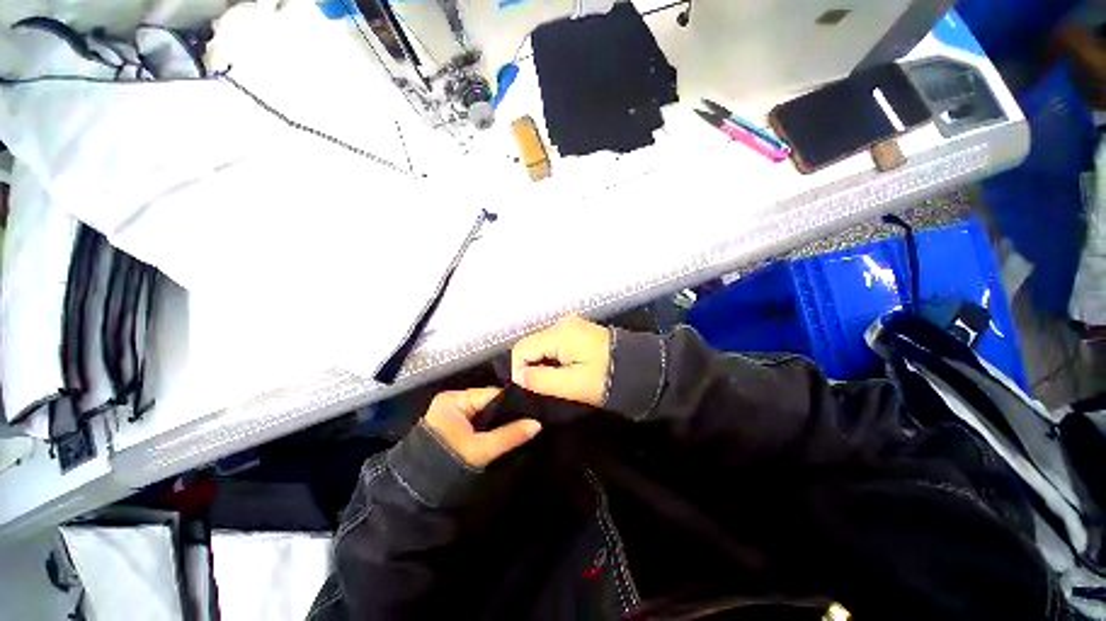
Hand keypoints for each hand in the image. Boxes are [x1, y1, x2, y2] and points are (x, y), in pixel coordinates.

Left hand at [422, 388, 541, 468]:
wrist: (417, 495)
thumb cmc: (447, 466)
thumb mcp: (481, 450)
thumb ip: (510, 435)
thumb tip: (538, 424)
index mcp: (454, 399)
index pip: (492, 394)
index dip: (512, 403)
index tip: (532, 411)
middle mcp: (452, 401)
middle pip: (488, 402)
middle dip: (506, 413)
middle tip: (529, 420)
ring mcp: (451, 412)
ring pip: (484, 412)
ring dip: (499, 421)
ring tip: (522, 425)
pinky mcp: (452, 425)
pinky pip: (477, 421)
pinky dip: (489, 427)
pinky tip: (505, 431)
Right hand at [511, 316, 611, 406]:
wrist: (642, 370)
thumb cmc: (606, 379)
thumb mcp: (572, 385)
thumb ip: (540, 379)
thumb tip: (518, 375)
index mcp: (559, 333)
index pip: (521, 348)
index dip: (519, 370)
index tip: (531, 388)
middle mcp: (562, 323)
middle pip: (531, 344)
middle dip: (532, 366)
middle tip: (544, 386)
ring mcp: (572, 325)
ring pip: (542, 344)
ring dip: (543, 363)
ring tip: (556, 380)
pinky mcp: (578, 331)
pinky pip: (555, 343)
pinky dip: (553, 357)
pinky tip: (564, 370)